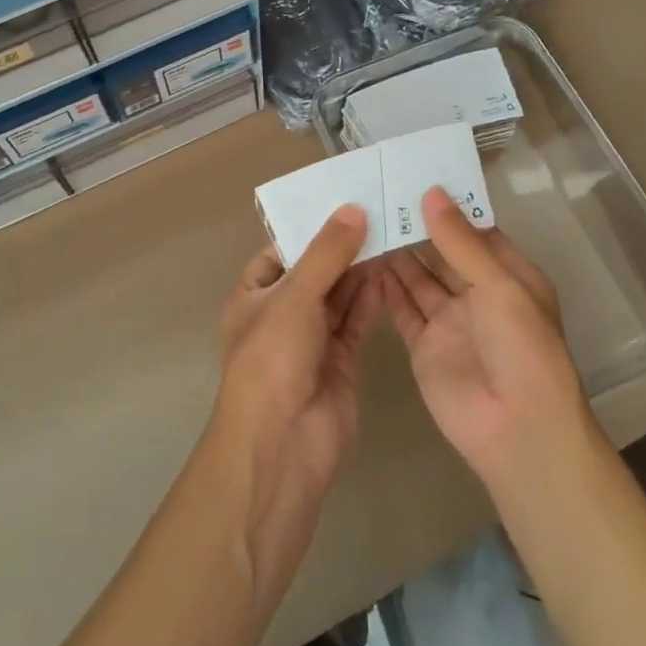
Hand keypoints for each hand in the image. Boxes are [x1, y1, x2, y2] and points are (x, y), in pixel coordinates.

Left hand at [211, 205, 381, 607]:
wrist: (283, 445)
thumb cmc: (273, 359)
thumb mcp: (295, 296)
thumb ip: (326, 254)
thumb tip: (352, 210)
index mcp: (253, 295)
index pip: (281, 251)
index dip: (309, 228)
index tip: (343, 200)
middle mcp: (281, 314)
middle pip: (315, 271)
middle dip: (342, 246)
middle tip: (379, 211)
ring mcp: (312, 339)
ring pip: (339, 294)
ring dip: (361, 269)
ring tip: (392, 233)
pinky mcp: (341, 360)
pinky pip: (357, 321)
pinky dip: (372, 299)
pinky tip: (392, 272)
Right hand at [384, 187, 595, 494]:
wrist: (517, 432)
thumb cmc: (522, 349)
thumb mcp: (499, 287)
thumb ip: (460, 242)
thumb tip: (432, 193)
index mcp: (509, 276)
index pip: (475, 231)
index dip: (447, 207)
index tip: (412, 177)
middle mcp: (478, 294)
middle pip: (442, 252)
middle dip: (416, 227)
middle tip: (377, 193)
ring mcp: (449, 321)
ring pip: (418, 277)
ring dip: (396, 253)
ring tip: (364, 220)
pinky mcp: (423, 345)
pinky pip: (401, 308)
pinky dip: (384, 286)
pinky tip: (361, 260)